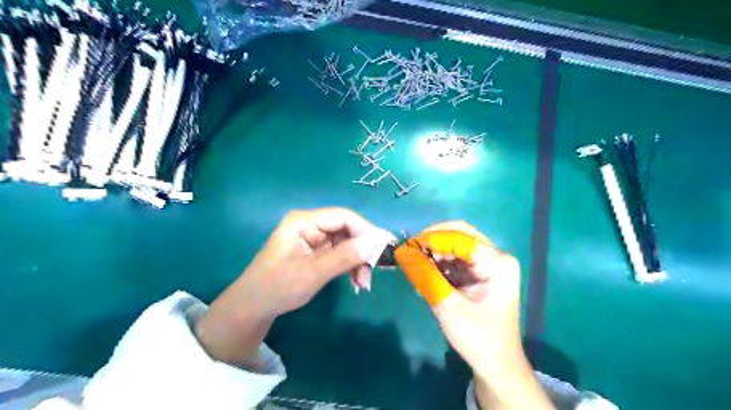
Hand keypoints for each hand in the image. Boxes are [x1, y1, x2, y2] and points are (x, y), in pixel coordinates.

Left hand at [196, 207, 394, 367]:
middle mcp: (310, 225)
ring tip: (363, 283)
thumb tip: (376, 245)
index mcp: (304, 222)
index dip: (367, 230)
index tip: (386, 247)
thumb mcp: (313, 273)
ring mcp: (314, 238)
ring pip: (347, 242)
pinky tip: (356, 281)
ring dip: (359, 261)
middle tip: (376, 270)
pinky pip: (341, 253)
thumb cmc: (278, 288)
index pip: (343, 217)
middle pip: (347, 229)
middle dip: (363, 250)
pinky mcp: (316, 251)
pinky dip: (351, 266)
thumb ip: (345, 257)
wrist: (254, 307)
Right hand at [394, 222, 554, 409]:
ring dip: (435, 252)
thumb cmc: (477, 337)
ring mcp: (490, 264)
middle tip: (410, 250)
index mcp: (498, 263)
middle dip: (433, 241)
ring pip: (457, 245)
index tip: (408, 246)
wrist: (496, 364)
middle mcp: (497, 257)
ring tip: (415, 263)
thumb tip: (402, 253)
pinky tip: (426, 272)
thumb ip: (425, 276)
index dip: (432, 238)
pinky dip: (440, 262)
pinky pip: (457, 258)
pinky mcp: (482, 272)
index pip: (461, 238)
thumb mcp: (447, 306)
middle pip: (460, 235)